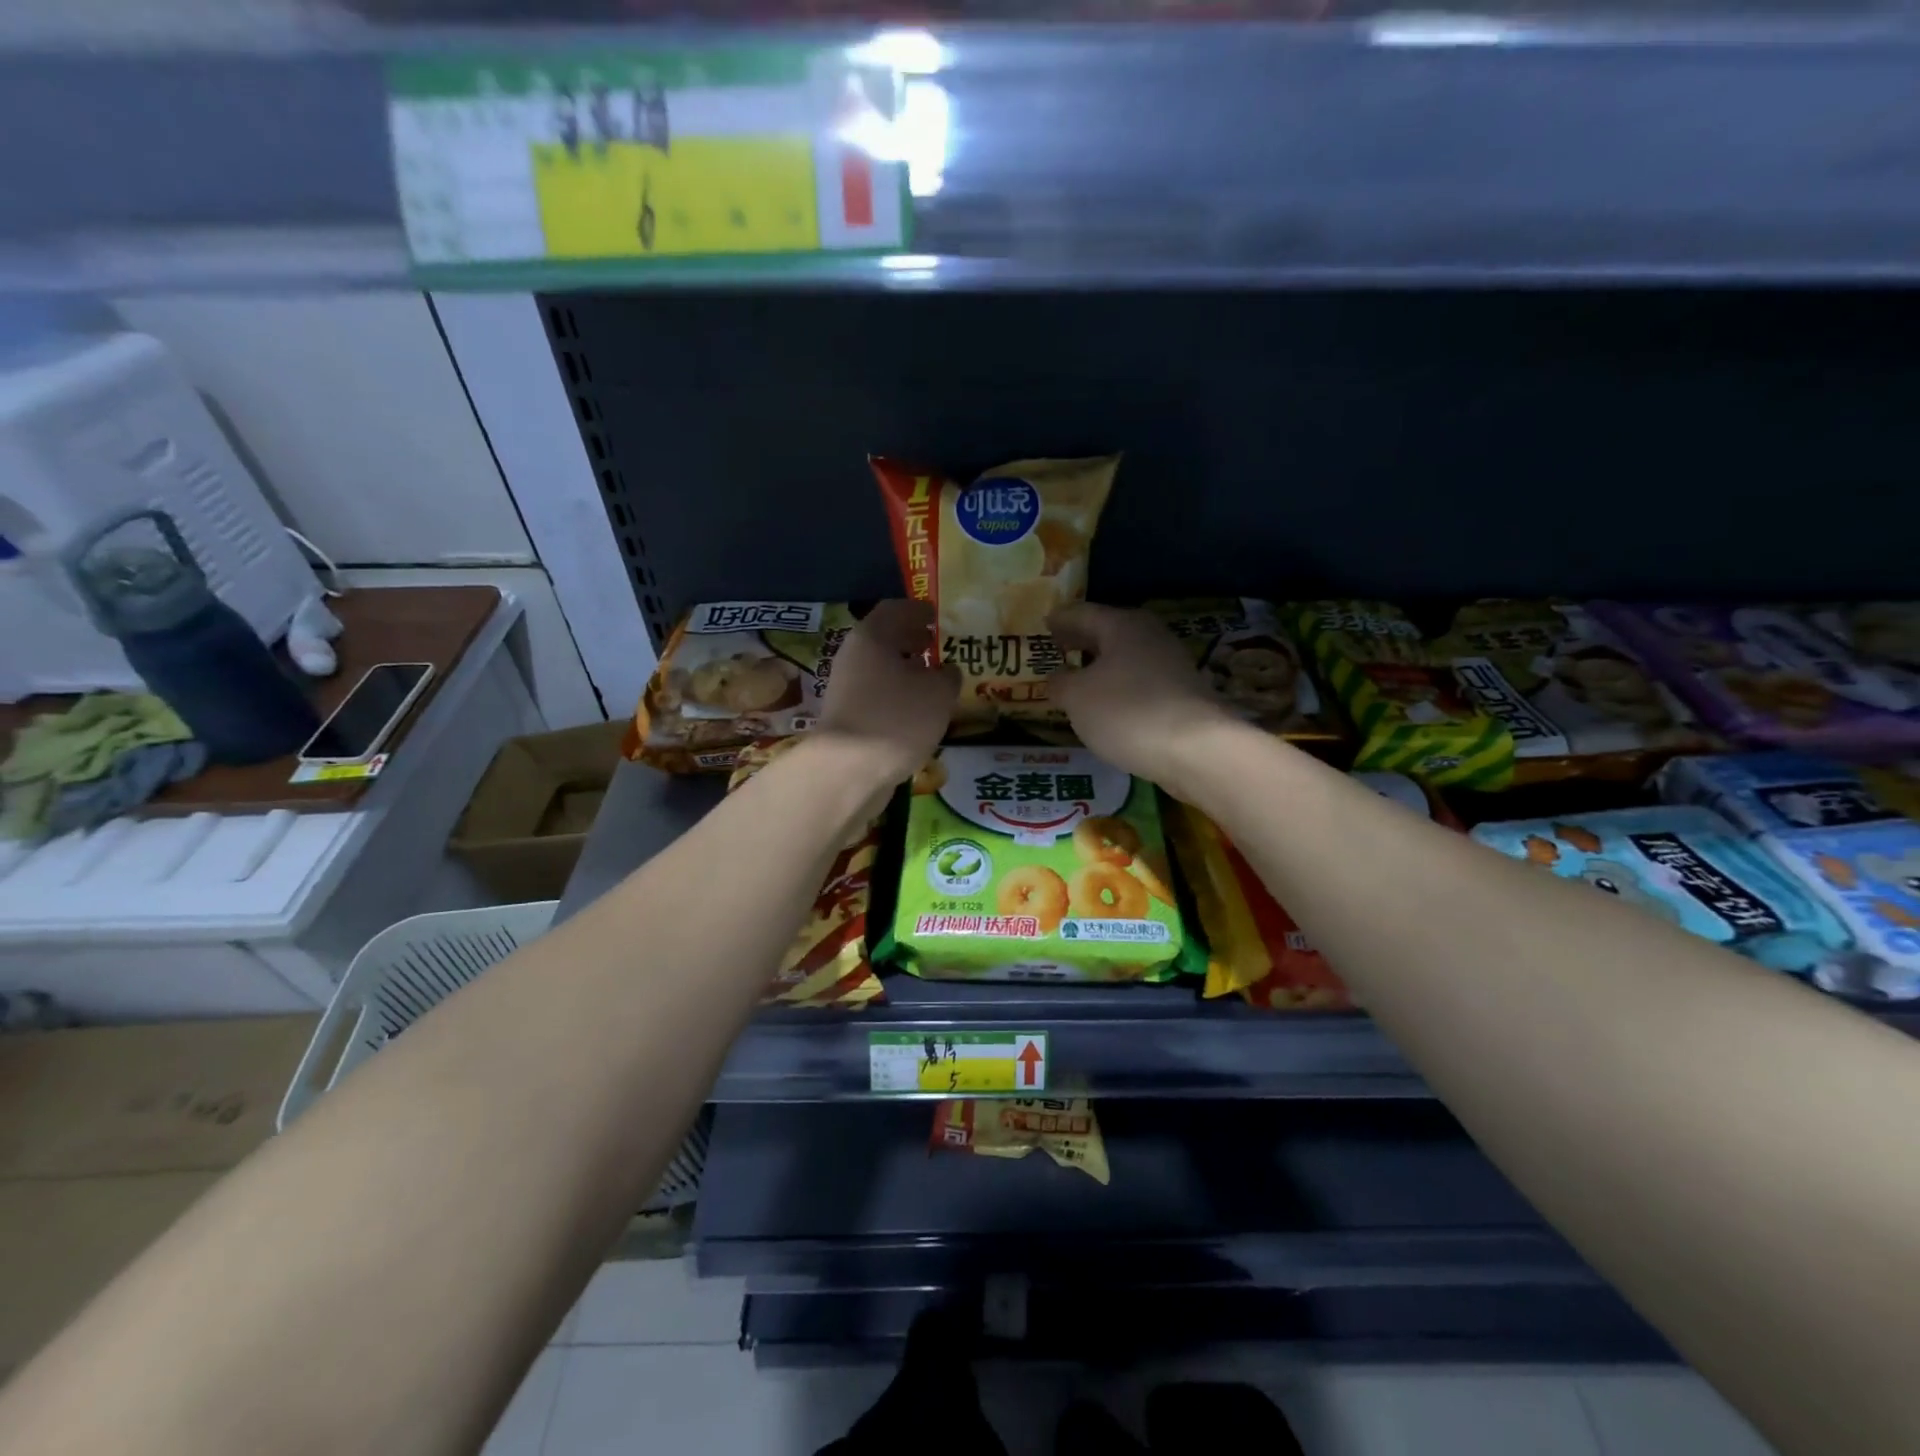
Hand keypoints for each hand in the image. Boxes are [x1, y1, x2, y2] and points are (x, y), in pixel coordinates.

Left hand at [815, 599, 959, 785]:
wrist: (848, 769)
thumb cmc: (897, 718)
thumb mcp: (938, 693)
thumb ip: (948, 676)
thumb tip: (946, 671)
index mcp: (872, 636)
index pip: (896, 609)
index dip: (919, 611)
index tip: (937, 617)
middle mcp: (853, 656)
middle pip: (885, 640)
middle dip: (911, 642)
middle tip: (937, 646)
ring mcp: (846, 688)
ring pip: (880, 670)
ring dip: (905, 672)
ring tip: (933, 682)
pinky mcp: (846, 718)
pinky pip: (877, 696)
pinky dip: (897, 697)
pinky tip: (916, 712)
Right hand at [1046, 602, 1238, 793]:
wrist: (1197, 749)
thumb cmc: (1127, 711)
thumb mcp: (1077, 698)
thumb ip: (1060, 683)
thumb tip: (1057, 677)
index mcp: (1123, 625)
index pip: (1083, 613)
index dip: (1061, 619)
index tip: (1045, 623)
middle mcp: (1151, 636)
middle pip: (1109, 632)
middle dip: (1083, 640)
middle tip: (1059, 646)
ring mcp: (1172, 665)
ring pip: (1127, 657)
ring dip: (1103, 665)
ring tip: (1080, 677)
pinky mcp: (1183, 695)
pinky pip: (1141, 682)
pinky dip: (1121, 686)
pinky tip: (1110, 703)